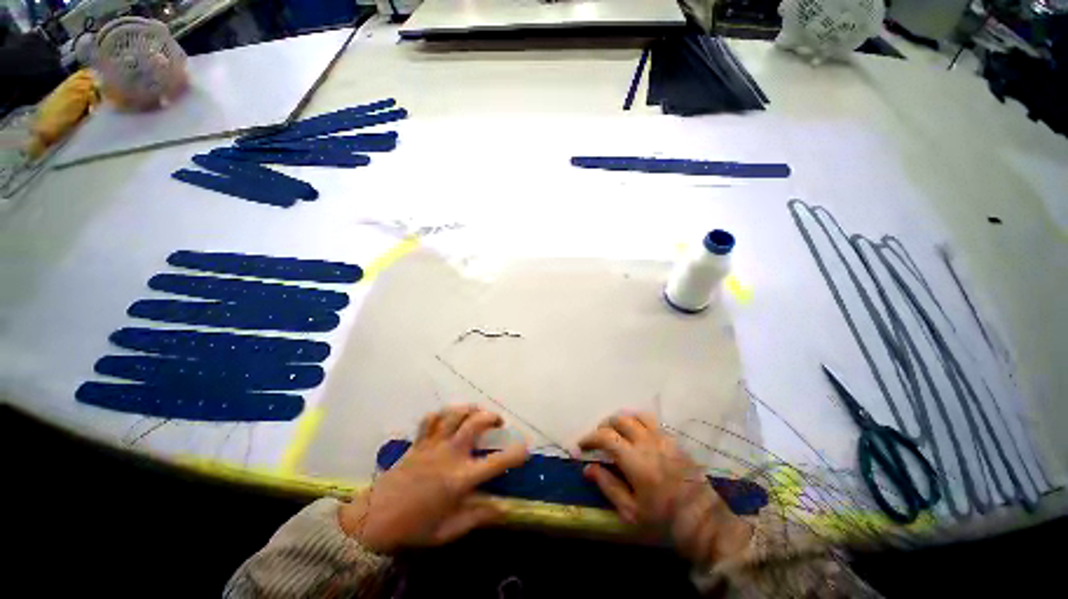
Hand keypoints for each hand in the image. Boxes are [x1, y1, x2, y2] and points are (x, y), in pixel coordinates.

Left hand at [338, 405, 527, 553]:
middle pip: (476, 423)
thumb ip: (478, 517)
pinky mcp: (418, 442)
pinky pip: (431, 419)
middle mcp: (450, 455)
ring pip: (454, 414)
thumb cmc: (414, 528)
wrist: (373, 521)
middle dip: (492, 417)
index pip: (496, 463)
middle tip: (498, 422)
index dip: (515, 453)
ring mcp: (432, 445)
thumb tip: (504, 509)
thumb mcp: (449, 530)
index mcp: (460, 479)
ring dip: (470, 409)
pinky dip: (442, 414)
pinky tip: (448, 418)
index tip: (525, 448)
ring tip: (477, 412)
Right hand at [579, 412, 752, 565]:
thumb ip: (608, 486)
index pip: (606, 436)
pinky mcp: (675, 440)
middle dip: (604, 426)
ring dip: (622, 420)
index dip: (589, 437)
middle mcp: (648, 442)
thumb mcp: (631, 512)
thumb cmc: (664, 522)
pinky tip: (637, 434)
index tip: (581, 445)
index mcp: (635, 461)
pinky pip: (653, 421)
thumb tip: (588, 468)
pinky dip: (638, 421)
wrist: (704, 523)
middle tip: (598, 439)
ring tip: (616, 432)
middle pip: (620, 420)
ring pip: (637, 415)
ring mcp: (664, 438)